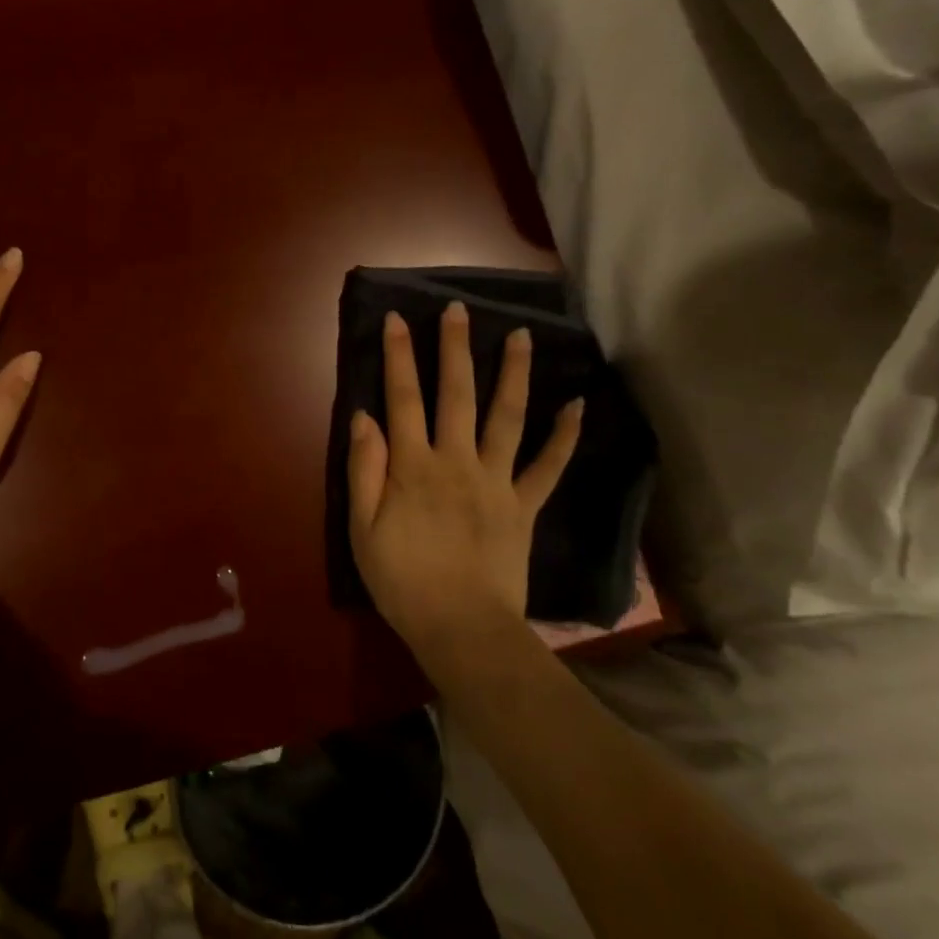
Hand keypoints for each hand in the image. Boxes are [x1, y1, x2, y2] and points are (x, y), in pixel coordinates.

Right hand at [347, 302, 580, 663]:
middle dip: (455, 348)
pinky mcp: (523, 505)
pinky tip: (576, 405)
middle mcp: (456, 461)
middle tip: (460, 310)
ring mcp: (496, 481)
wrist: (461, 628)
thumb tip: (365, 417)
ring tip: (523, 336)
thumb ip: (364, 469)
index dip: (398, 356)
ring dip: (514, 374)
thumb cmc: (402, 580)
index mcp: (412, 466)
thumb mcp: (362, 528)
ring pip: (506, 417)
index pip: (403, 398)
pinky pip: (548, 466)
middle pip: (456, 394)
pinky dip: (564, 436)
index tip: (398, 319)